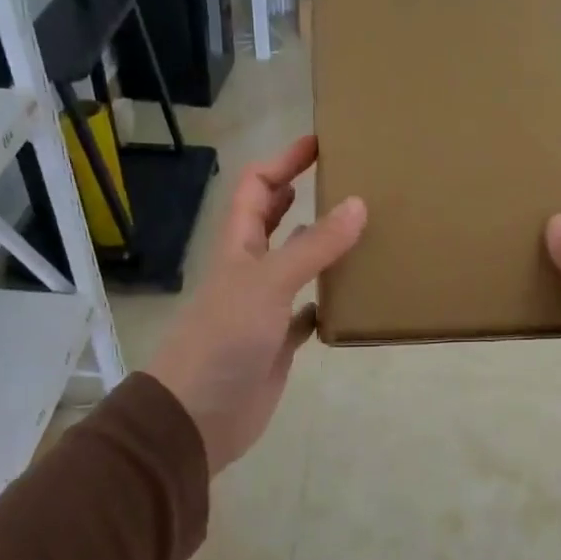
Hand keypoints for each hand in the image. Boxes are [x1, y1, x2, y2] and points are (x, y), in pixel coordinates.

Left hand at [147, 136, 365, 473]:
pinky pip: (308, 312)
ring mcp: (264, 308)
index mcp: (238, 246)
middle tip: (346, 179)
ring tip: (363, 231)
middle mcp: (250, 270)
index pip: (257, 188)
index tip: (320, 143)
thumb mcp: (269, 283)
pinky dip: (328, 302)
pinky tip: (353, 297)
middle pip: (274, 221)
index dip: (283, 161)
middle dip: (302, 195)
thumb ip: (313, 246)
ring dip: (322, 248)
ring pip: (296, 266)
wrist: (197, 417)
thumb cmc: (224, 340)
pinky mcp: (278, 343)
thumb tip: (357, 204)